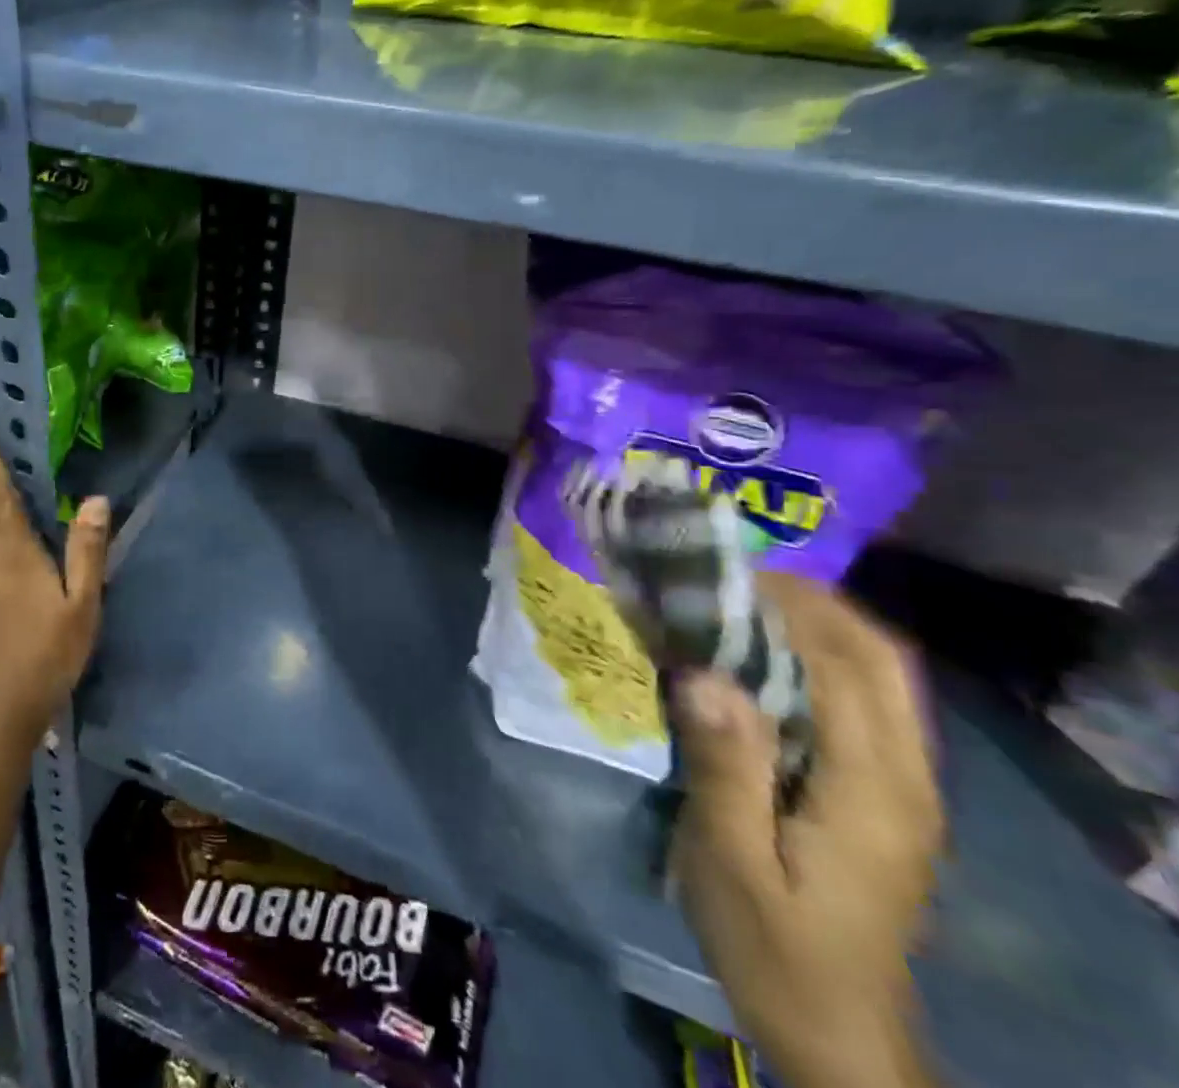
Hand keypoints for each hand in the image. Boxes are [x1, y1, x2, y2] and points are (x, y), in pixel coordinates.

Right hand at [670, 575, 943, 1087]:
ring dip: (819, 627)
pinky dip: (820, 663)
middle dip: (815, 604)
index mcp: (873, 790)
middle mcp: (907, 779)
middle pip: (882, 660)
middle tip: (734, 578)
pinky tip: (763, 662)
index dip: (792, 607)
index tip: (724, 575)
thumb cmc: (774, 947)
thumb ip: (724, 765)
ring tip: (742, 603)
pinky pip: (865, 705)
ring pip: (881, 679)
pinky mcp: (886, 799)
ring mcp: (904, 790)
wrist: (838, 1036)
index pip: (849, 666)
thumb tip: (703, 672)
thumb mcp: (730, 861)